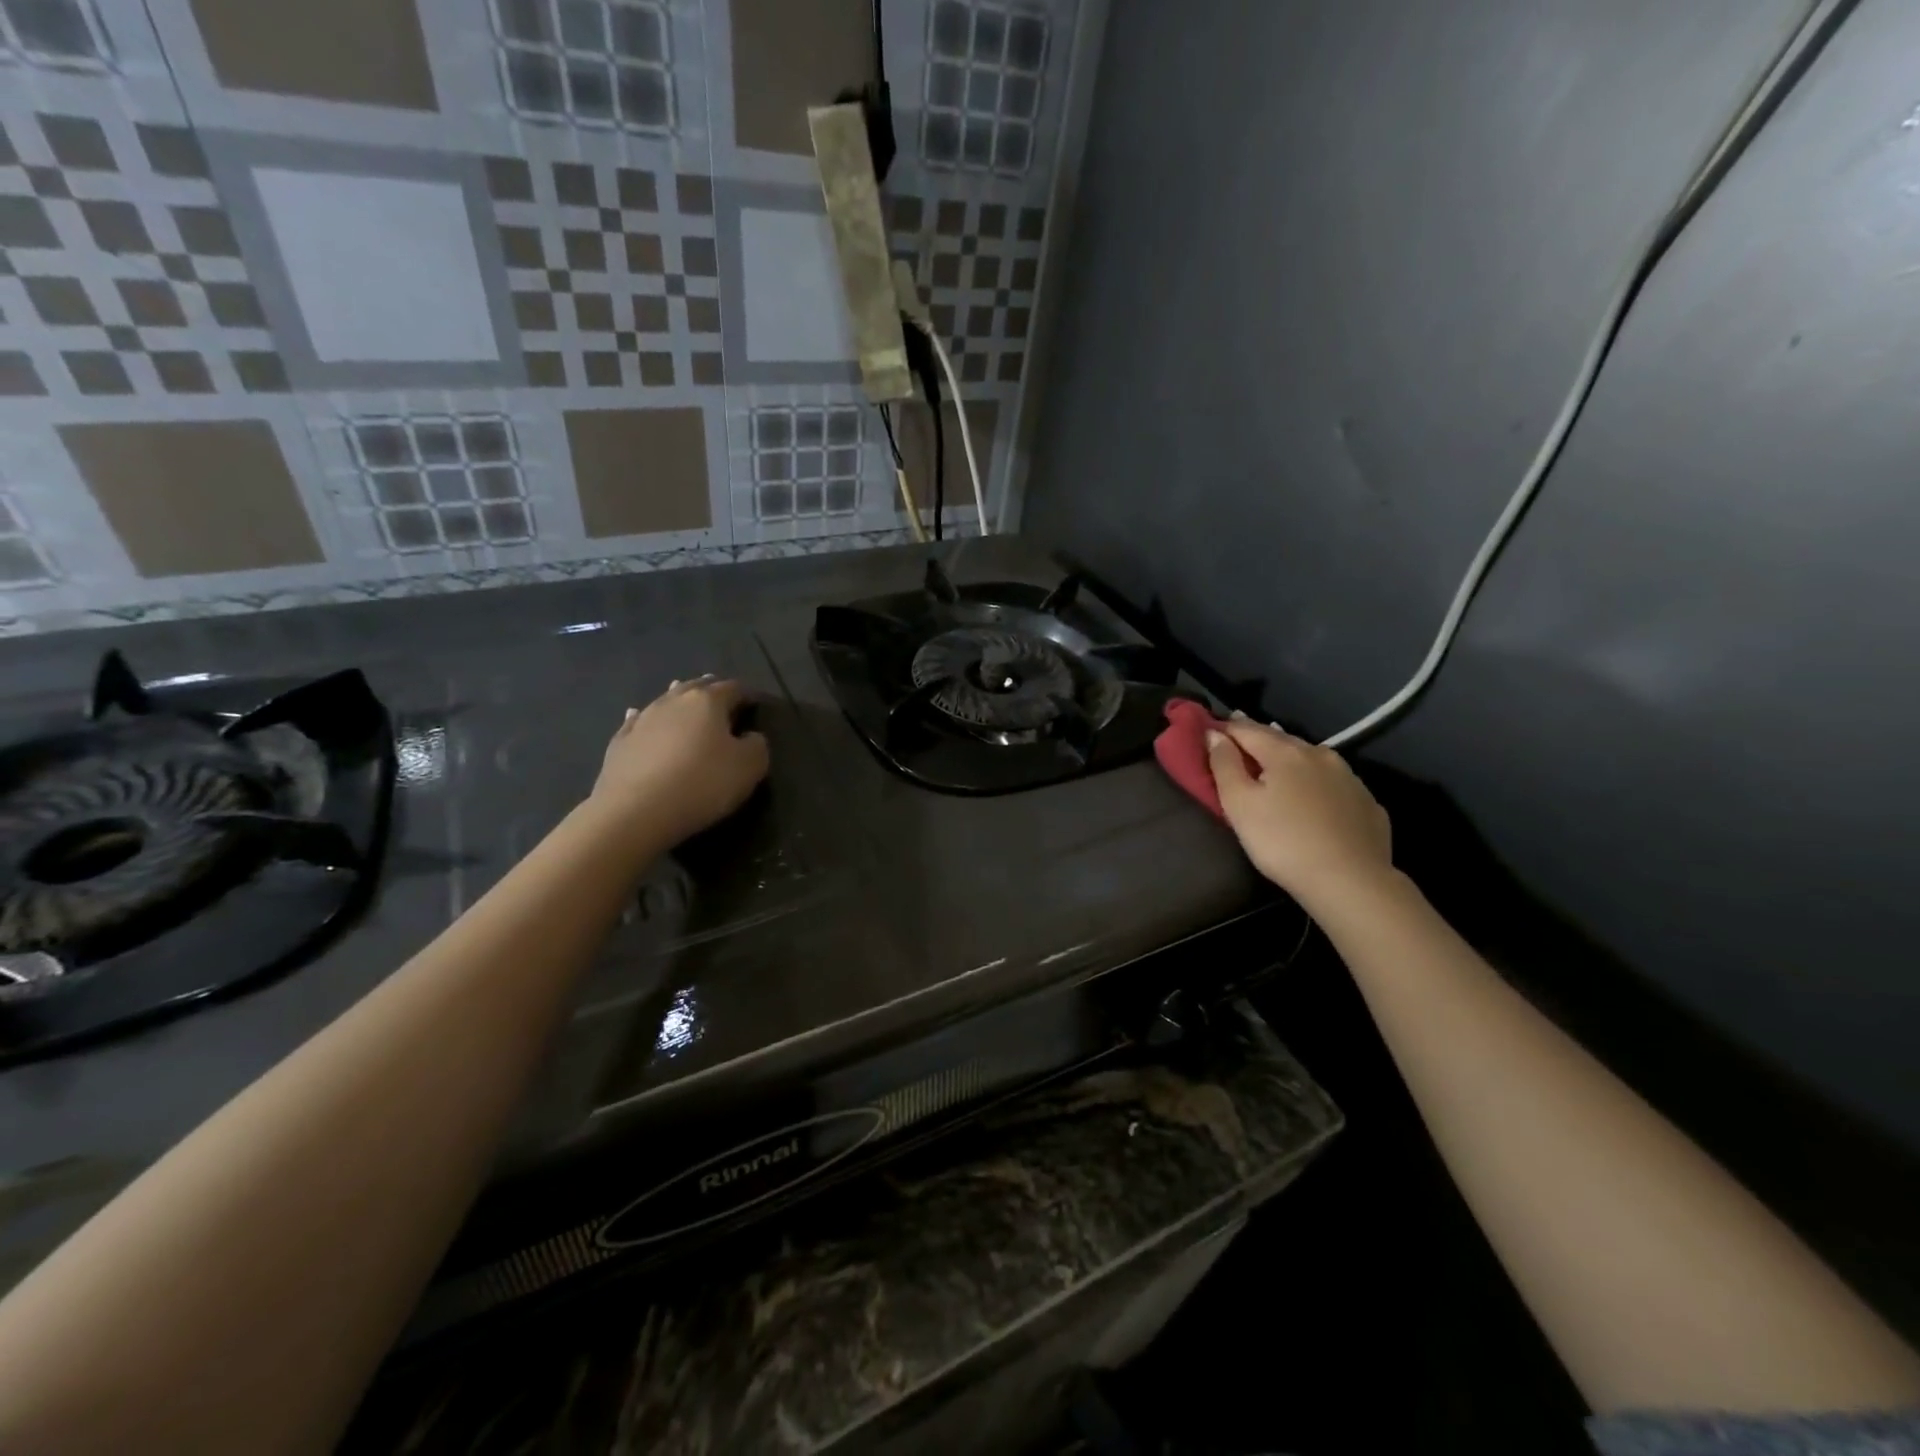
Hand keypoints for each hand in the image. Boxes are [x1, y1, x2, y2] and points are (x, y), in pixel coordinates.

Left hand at [591, 677, 769, 845]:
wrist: (635, 811)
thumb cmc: (702, 783)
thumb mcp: (749, 767)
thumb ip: (757, 745)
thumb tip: (750, 736)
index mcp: (708, 701)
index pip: (733, 689)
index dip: (747, 695)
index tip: (755, 706)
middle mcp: (674, 701)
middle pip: (696, 687)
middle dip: (711, 690)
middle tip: (722, 697)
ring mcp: (643, 719)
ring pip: (665, 700)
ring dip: (678, 699)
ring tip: (684, 698)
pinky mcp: (620, 742)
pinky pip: (636, 721)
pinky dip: (644, 718)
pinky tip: (638, 716)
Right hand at [1206, 719, 1393, 911]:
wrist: (1351, 881)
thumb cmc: (1282, 842)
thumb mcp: (1239, 805)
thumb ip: (1224, 765)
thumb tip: (1215, 735)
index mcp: (1284, 752)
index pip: (1246, 730)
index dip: (1224, 730)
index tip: (1209, 731)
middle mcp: (1319, 754)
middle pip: (1280, 739)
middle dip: (1257, 738)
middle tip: (1239, 739)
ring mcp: (1349, 777)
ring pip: (1310, 758)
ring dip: (1289, 758)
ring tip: (1275, 763)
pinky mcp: (1367, 802)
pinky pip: (1333, 782)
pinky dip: (1315, 782)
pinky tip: (1313, 796)